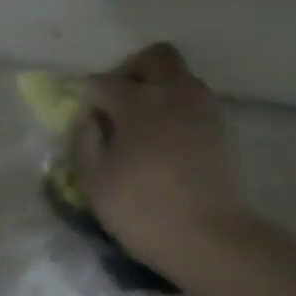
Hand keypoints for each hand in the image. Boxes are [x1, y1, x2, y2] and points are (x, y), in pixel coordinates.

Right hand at [73, 43, 243, 269]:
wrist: (207, 237)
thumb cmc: (141, 209)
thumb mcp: (94, 180)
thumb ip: (83, 141)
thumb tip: (88, 118)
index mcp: (138, 103)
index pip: (103, 82)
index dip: (83, 90)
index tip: (73, 101)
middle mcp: (174, 94)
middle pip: (155, 58)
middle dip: (131, 69)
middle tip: (116, 99)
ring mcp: (203, 110)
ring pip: (180, 77)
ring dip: (158, 87)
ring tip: (141, 122)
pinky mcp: (221, 130)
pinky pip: (195, 101)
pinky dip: (176, 108)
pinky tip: (164, 139)